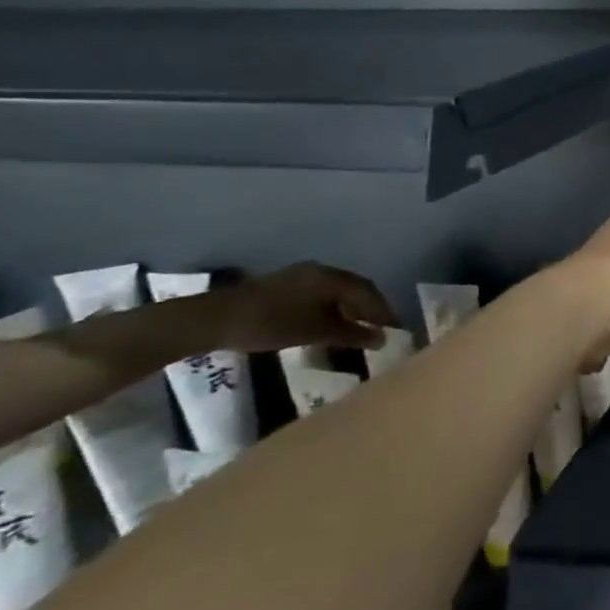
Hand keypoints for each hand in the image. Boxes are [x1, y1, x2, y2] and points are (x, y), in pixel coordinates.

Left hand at [209, 263, 396, 352]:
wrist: (213, 320)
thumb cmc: (271, 324)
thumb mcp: (316, 332)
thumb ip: (352, 334)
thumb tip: (382, 339)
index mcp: (332, 277)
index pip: (369, 292)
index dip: (384, 311)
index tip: (396, 329)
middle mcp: (321, 271)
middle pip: (355, 289)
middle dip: (370, 308)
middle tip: (381, 328)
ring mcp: (300, 276)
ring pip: (337, 292)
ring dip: (351, 309)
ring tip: (359, 328)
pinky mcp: (285, 286)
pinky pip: (321, 294)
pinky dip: (333, 308)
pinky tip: (331, 322)